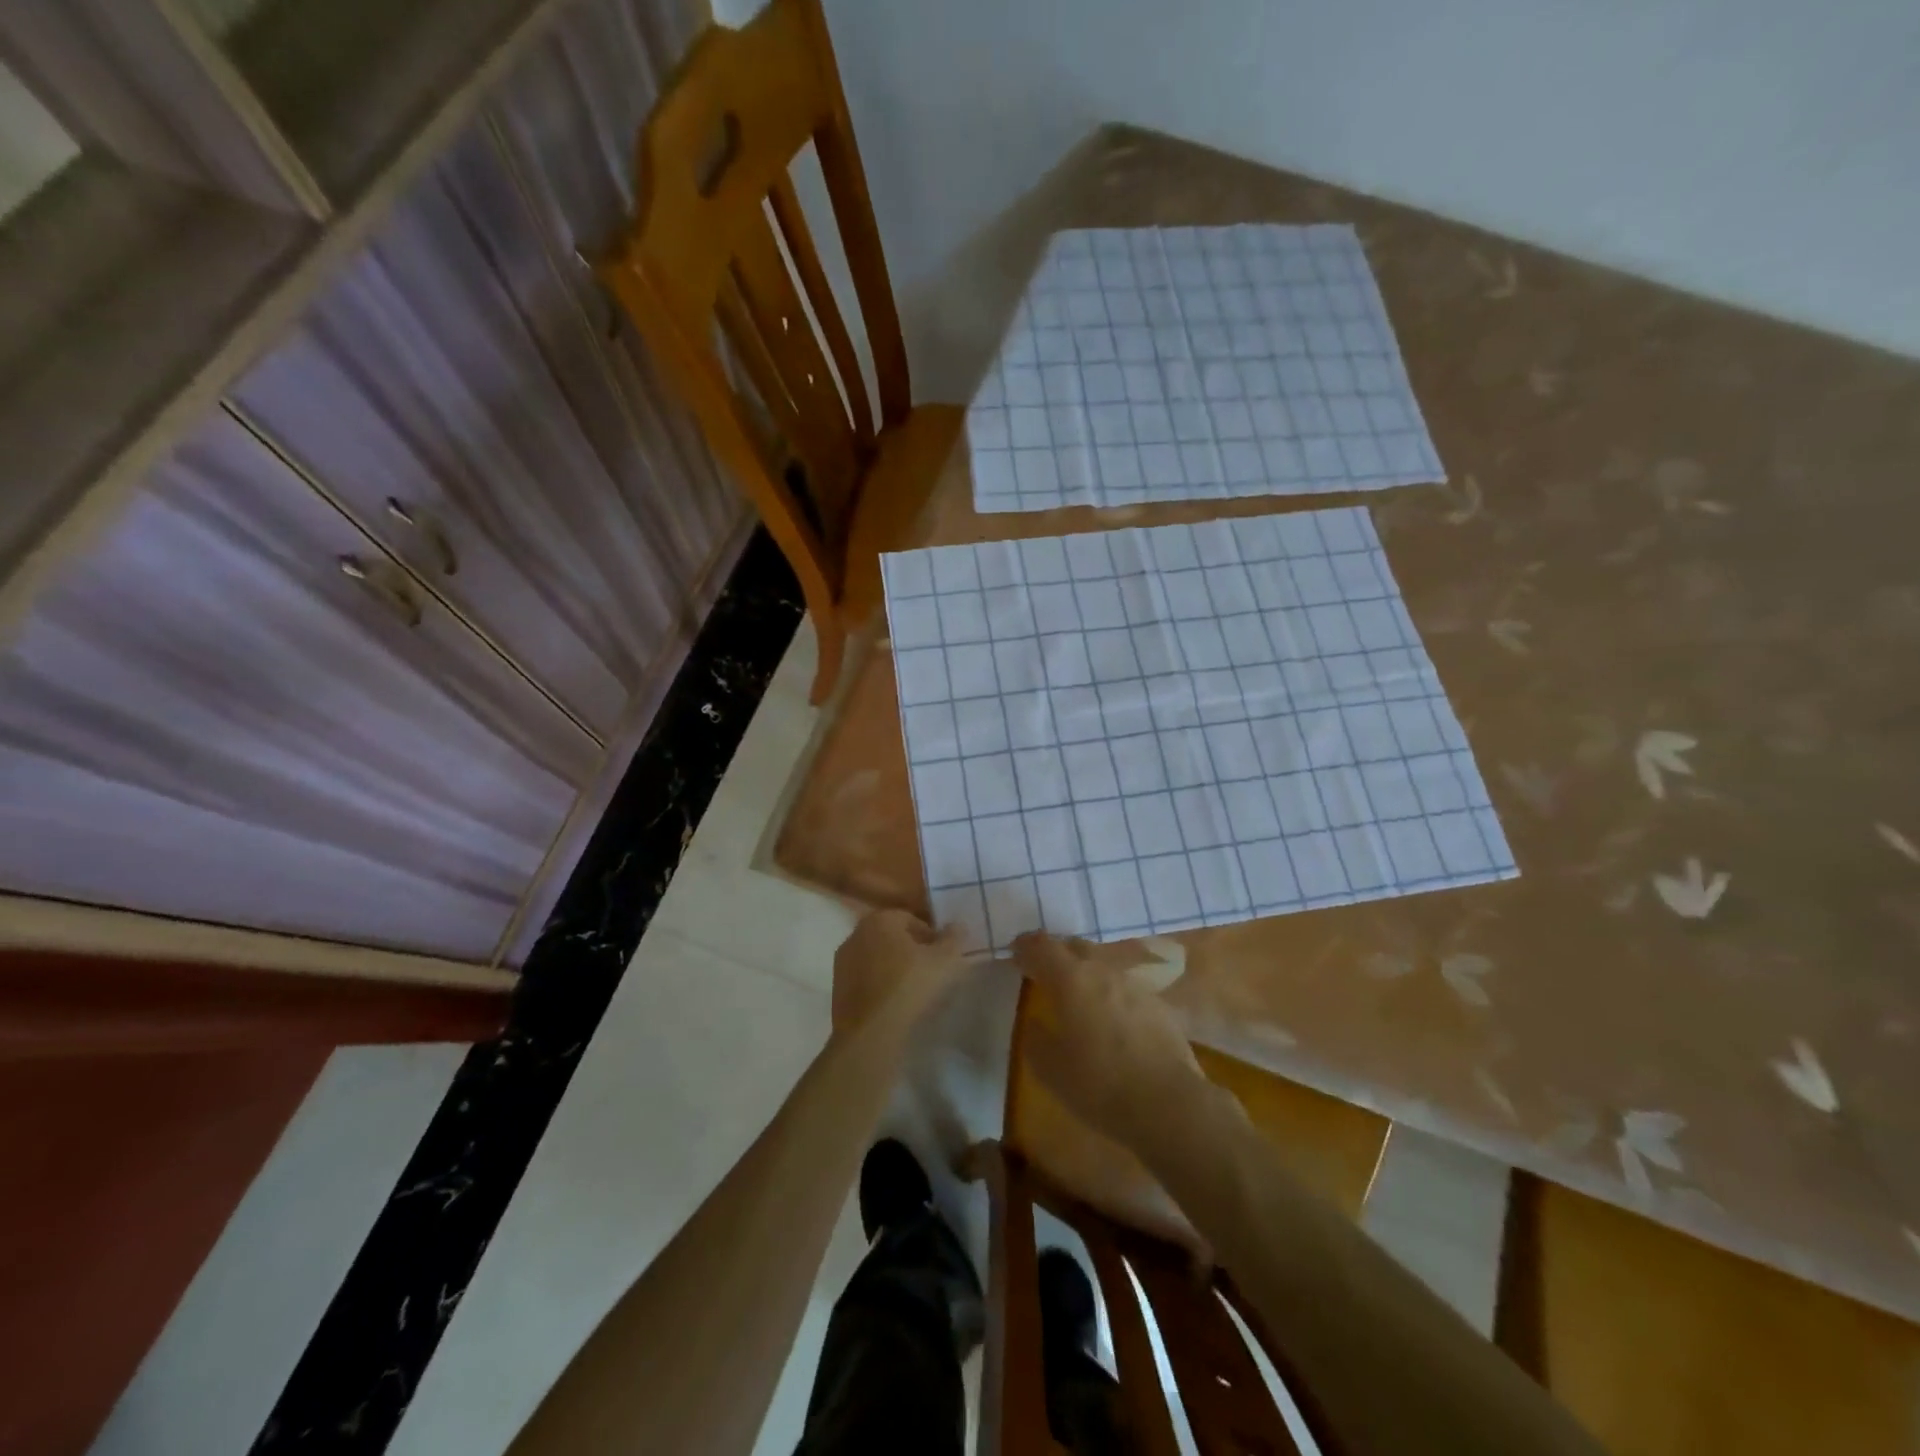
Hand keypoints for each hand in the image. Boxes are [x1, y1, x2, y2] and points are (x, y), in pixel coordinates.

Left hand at [832, 908, 967, 1035]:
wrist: (870, 1033)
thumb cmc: (909, 987)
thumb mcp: (944, 961)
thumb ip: (953, 938)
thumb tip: (957, 925)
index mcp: (880, 919)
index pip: (911, 920)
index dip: (931, 937)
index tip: (942, 957)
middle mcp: (856, 933)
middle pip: (891, 937)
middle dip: (911, 950)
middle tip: (930, 971)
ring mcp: (843, 961)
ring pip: (877, 958)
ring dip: (893, 967)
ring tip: (913, 989)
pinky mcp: (837, 987)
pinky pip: (865, 979)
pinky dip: (879, 984)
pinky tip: (893, 1003)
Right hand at [1011, 932, 1214, 1159]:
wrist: (1167, 1103)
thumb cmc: (1098, 1084)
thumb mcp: (1049, 1068)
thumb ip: (1037, 1037)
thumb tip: (1038, 1022)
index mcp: (1070, 978)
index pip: (1041, 946)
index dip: (1025, 946)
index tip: (1015, 954)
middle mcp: (1102, 970)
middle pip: (1075, 946)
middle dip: (1056, 954)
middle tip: (1044, 971)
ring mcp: (1134, 985)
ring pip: (1103, 965)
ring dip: (1086, 973)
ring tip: (1077, 996)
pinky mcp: (1158, 1005)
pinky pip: (1125, 988)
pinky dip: (1111, 994)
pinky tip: (1110, 1018)